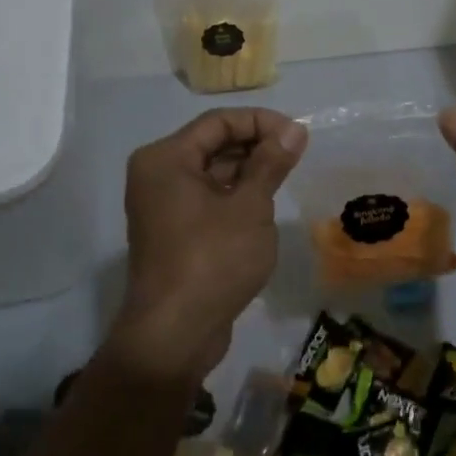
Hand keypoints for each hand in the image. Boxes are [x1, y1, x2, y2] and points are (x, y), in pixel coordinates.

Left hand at [110, 108, 307, 384]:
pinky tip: (265, 206)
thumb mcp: (250, 206)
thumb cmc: (213, 259)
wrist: (174, 334)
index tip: (298, 136)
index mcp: (165, 158)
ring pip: (212, 172)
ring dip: (249, 172)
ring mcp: (163, 205)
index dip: (261, 122)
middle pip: (213, 144)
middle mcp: (157, 175)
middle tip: (297, 157)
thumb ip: (271, 162)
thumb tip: (294, 129)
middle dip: (256, 146)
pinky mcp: (173, 231)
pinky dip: (235, 196)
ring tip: (286, 179)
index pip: (218, 122)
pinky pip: (207, 198)